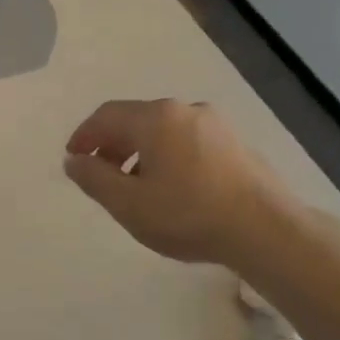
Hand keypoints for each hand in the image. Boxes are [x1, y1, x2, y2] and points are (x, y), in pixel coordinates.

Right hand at [64, 99, 296, 270]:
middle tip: (99, 173)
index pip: (106, 116)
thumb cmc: (188, 215)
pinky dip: (166, 156)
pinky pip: (187, 141)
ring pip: (163, 130)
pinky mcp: (235, 144)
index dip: (84, 136)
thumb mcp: (128, 203)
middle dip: (111, 144)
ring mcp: (215, 124)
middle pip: (136, 119)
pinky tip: (170, 187)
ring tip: (133, 185)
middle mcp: (185, 110)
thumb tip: (74, 160)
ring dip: (139, 151)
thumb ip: (94, 179)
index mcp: (155, 118)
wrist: (266, 229)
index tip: (73, 158)